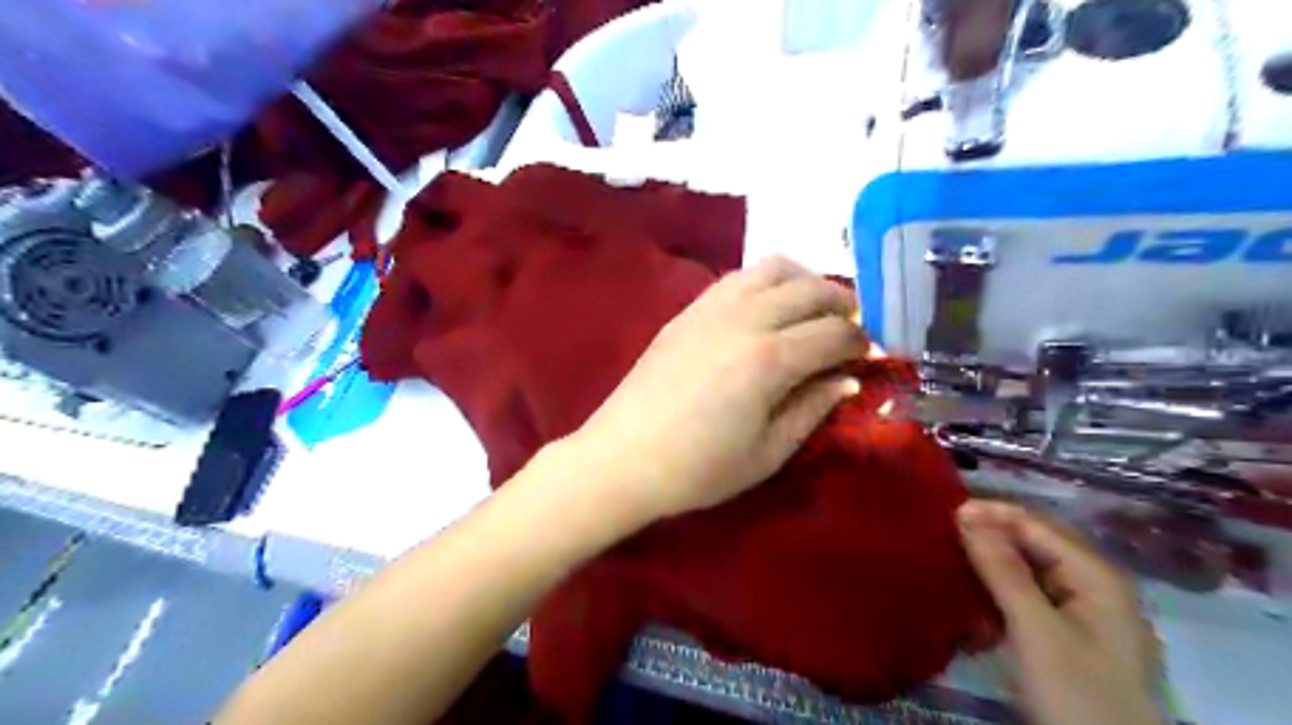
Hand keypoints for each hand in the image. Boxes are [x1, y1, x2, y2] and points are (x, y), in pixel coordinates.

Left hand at [566, 255, 860, 527]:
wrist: (623, 457)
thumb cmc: (698, 469)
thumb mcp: (768, 452)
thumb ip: (812, 409)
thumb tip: (846, 380)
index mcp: (770, 358)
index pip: (834, 333)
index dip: (861, 342)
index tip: (871, 355)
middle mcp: (745, 319)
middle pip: (809, 289)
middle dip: (841, 303)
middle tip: (850, 328)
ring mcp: (711, 308)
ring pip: (772, 269)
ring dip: (804, 281)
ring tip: (812, 309)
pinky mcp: (687, 311)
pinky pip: (737, 278)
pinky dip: (766, 282)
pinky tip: (767, 310)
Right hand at [957, 500, 1161, 724]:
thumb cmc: (1077, 695)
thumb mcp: (1036, 631)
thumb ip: (1003, 571)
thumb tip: (965, 513)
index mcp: (1096, 575)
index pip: (1034, 524)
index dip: (989, 513)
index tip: (941, 513)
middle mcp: (1092, 583)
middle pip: (1032, 543)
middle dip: (987, 535)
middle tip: (939, 533)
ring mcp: (1081, 610)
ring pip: (1027, 568)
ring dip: (989, 562)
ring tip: (947, 558)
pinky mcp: (1067, 633)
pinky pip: (1027, 595)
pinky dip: (998, 590)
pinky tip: (971, 593)